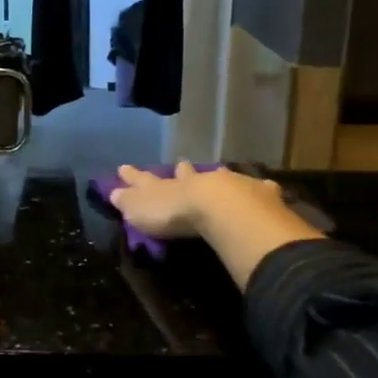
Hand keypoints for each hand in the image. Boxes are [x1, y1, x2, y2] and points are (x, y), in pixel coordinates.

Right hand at [108, 161, 286, 239]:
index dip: (134, 176)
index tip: (123, 167)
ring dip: (215, 176)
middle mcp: (194, 181)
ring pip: (218, 177)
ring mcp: (225, 185)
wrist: (218, 208)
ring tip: (217, 171)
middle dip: (180, 171)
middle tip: (180, 164)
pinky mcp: (254, 195)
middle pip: (185, 174)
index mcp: (165, 187)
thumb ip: (128, 201)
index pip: (145, 180)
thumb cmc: (173, 213)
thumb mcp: (140, 210)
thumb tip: (112, 191)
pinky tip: (265, 187)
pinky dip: (257, 189)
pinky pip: (255, 189)